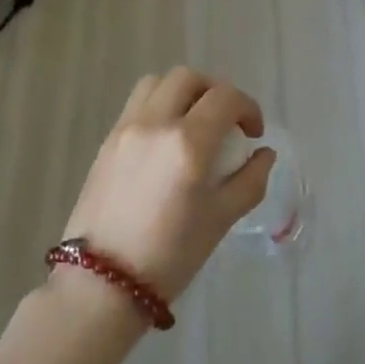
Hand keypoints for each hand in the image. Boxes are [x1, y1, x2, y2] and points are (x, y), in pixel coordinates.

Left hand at [61, 67, 275, 302]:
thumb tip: (264, 153)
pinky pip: (136, 104)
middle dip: (215, 92)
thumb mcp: (221, 220)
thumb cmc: (170, 256)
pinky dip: (158, 107)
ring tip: (193, 122)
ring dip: (183, 92)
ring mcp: (126, 129)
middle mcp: (155, 123)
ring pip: (158, 83)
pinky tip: (166, 140)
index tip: (253, 133)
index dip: (248, 108)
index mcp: (188, 142)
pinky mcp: (106, 141)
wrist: (101, 284)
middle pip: (189, 79)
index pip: (225, 97)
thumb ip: (250, 180)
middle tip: (226, 122)